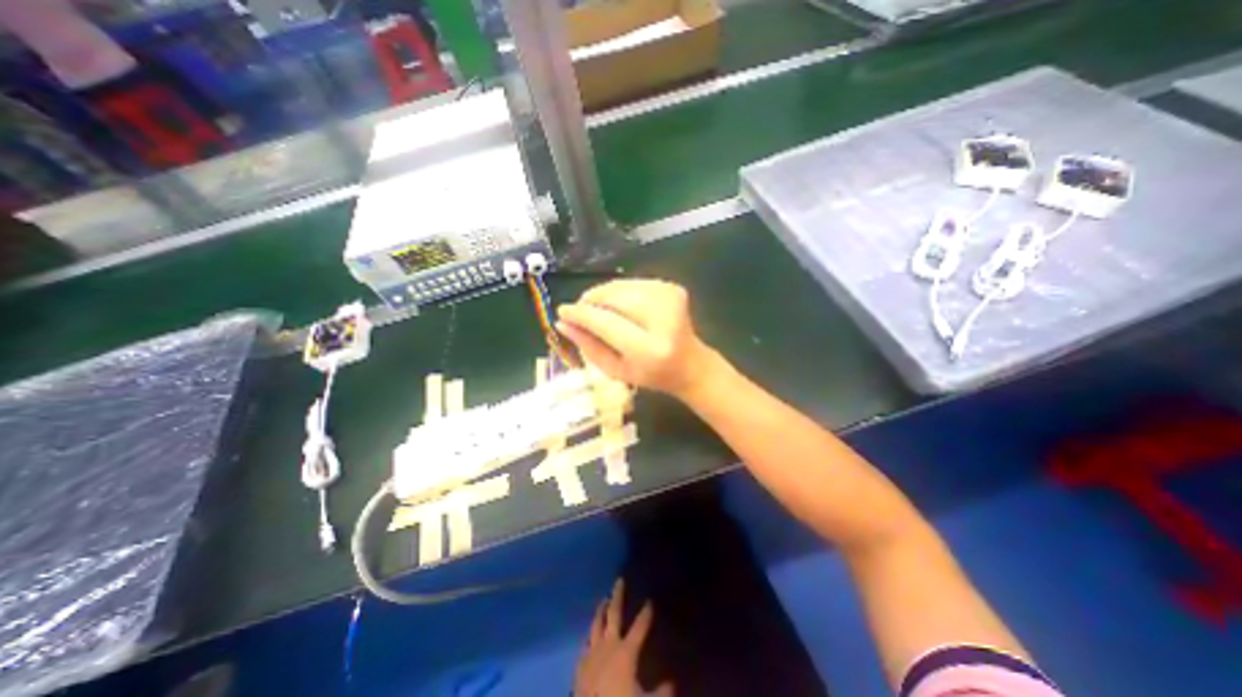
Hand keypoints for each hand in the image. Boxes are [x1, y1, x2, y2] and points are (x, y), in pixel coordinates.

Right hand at [555, 276, 717, 398]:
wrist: (690, 364)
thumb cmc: (650, 374)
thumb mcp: (615, 370)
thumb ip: (588, 347)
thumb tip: (563, 323)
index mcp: (650, 349)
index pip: (606, 322)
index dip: (581, 314)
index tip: (562, 311)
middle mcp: (664, 318)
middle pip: (614, 297)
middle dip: (591, 300)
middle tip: (580, 311)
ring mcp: (671, 298)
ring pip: (622, 286)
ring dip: (604, 296)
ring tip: (601, 312)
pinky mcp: (673, 287)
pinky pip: (633, 283)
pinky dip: (620, 292)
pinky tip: (622, 307)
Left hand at [577, 578, 674, 696]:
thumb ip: (661, 693)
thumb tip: (672, 684)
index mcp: (626, 652)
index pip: (639, 627)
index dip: (646, 614)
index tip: (650, 600)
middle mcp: (608, 645)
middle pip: (613, 614)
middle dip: (617, 596)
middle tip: (619, 580)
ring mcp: (592, 653)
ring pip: (596, 624)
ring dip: (600, 610)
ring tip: (603, 600)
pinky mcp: (580, 665)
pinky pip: (585, 643)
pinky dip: (590, 634)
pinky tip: (590, 634)